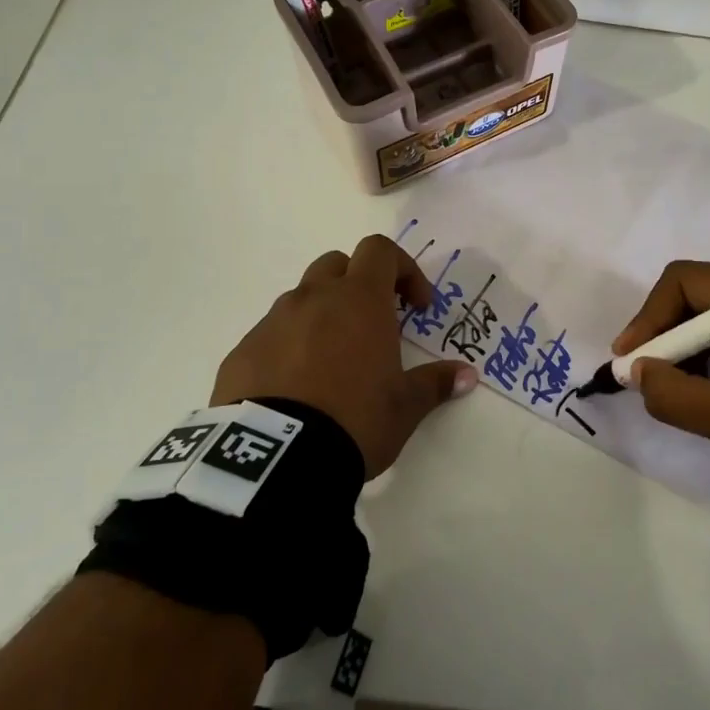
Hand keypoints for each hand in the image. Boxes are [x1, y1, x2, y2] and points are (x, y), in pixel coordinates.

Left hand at [211, 235, 476, 478]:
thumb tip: (468, 375)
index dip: (403, 269)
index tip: (416, 307)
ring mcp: (272, 323)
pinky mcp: (241, 351)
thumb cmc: (355, 420)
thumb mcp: (405, 407)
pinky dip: (288, 347)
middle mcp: (313, 299)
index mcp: (359, 300)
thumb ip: (436, 383)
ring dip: (322, 316)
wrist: (275, 458)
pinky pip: (271, 335)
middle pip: (336, 265)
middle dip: (358, 284)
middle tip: (373, 324)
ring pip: (301, 300)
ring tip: (333, 362)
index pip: (380, 251)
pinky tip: (296, 388)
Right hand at [613, 260, 709, 487]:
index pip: (684, 281)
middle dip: (664, 333)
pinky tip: (704, 386)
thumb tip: (636, 373)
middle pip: (696, 294)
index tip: (631, 359)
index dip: (648, 317)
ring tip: (671, 385)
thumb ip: (674, 395)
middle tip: (645, 374)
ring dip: (685, 345)